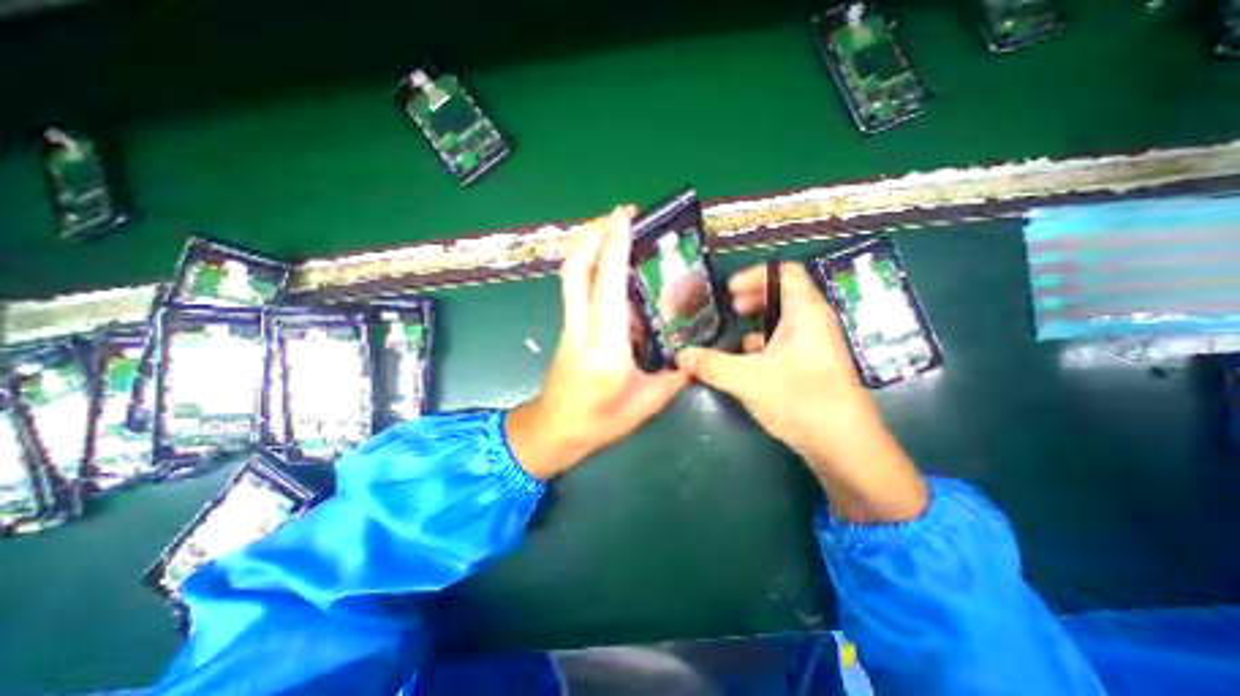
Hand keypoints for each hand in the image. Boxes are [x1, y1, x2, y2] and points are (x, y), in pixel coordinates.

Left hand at [508, 207, 691, 478]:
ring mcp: (569, 326)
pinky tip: (610, 265)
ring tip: (614, 229)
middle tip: (619, 214)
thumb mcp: (647, 404)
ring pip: (571, 275)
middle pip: (576, 270)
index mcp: (606, 349)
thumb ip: (675, 376)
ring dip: (588, 245)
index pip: (608, 287)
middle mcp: (581, 330)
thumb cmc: (599, 423)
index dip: (615, 246)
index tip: (624, 216)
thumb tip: (695, 352)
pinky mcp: (568, 328)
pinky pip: (576, 288)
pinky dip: (589, 266)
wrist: (553, 431)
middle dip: (593, 234)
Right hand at [673, 262, 923, 521]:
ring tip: (733, 337)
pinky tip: (745, 363)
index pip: (785, 272)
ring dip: (756, 324)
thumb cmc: (801, 399)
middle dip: (753, 298)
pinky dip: (762, 346)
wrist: (843, 445)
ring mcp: (813, 346)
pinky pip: (782, 344)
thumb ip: (711, 364)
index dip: (755, 275)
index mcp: (806, 312)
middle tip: (731, 310)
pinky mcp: (809, 366)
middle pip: (782, 294)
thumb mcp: (748, 379)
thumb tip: (681, 356)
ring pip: (781, 322)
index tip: (729, 291)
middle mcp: (813, 323)